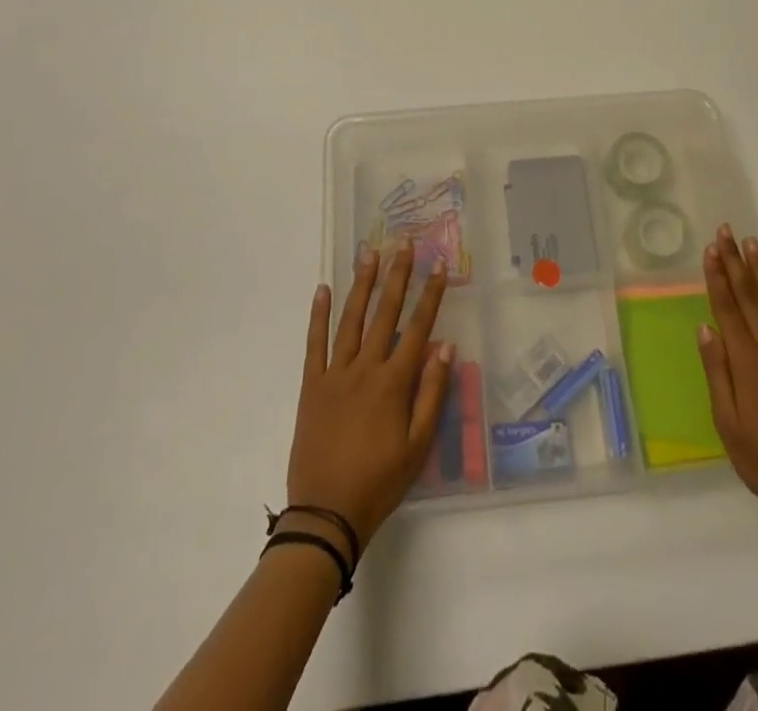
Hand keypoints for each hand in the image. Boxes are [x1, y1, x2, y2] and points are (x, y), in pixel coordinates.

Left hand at [287, 242, 452, 554]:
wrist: (326, 514)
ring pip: (351, 319)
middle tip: (404, 243)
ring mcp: (335, 374)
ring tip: (370, 254)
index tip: (438, 267)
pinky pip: (315, 344)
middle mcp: (365, 369)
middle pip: (384, 314)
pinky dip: (318, 315)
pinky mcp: (312, 386)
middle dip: (397, 276)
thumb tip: (446, 346)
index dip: (430, 296)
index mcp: (393, 383)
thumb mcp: (418, 445)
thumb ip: (432, 393)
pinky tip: (323, 289)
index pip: (417, 328)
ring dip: (362, 284)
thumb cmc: (380, 482)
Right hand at [698, 224, 757, 536]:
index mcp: (749, 364)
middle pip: (751, 297)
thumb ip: (717, 373)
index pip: (729, 309)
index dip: (718, 277)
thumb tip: (705, 327)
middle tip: (726, 231)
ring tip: (751, 244)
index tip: (711, 248)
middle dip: (736, 262)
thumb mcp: (727, 424)